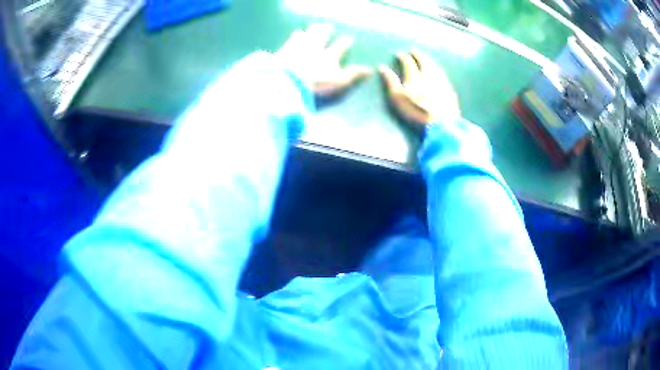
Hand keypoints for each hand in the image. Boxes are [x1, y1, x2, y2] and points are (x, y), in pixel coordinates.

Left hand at [277, 24, 371, 97]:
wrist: (286, 81)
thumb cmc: (316, 83)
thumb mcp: (338, 82)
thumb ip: (353, 74)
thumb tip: (370, 69)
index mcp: (330, 55)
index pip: (341, 45)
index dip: (345, 41)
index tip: (348, 39)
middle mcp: (316, 46)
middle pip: (322, 34)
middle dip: (326, 29)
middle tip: (329, 26)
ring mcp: (298, 46)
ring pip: (307, 33)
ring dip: (311, 30)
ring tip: (312, 28)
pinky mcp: (284, 49)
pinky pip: (291, 38)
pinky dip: (295, 35)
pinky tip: (296, 33)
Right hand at [379, 50, 460, 124]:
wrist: (442, 124)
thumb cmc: (417, 112)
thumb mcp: (398, 98)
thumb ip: (390, 81)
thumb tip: (382, 67)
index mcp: (415, 76)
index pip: (408, 62)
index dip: (403, 57)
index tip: (398, 54)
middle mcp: (429, 75)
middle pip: (424, 61)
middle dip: (417, 55)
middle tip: (413, 51)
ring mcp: (441, 82)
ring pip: (434, 66)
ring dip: (429, 60)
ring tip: (425, 58)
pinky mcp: (450, 90)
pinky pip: (442, 74)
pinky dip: (438, 69)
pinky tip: (438, 71)